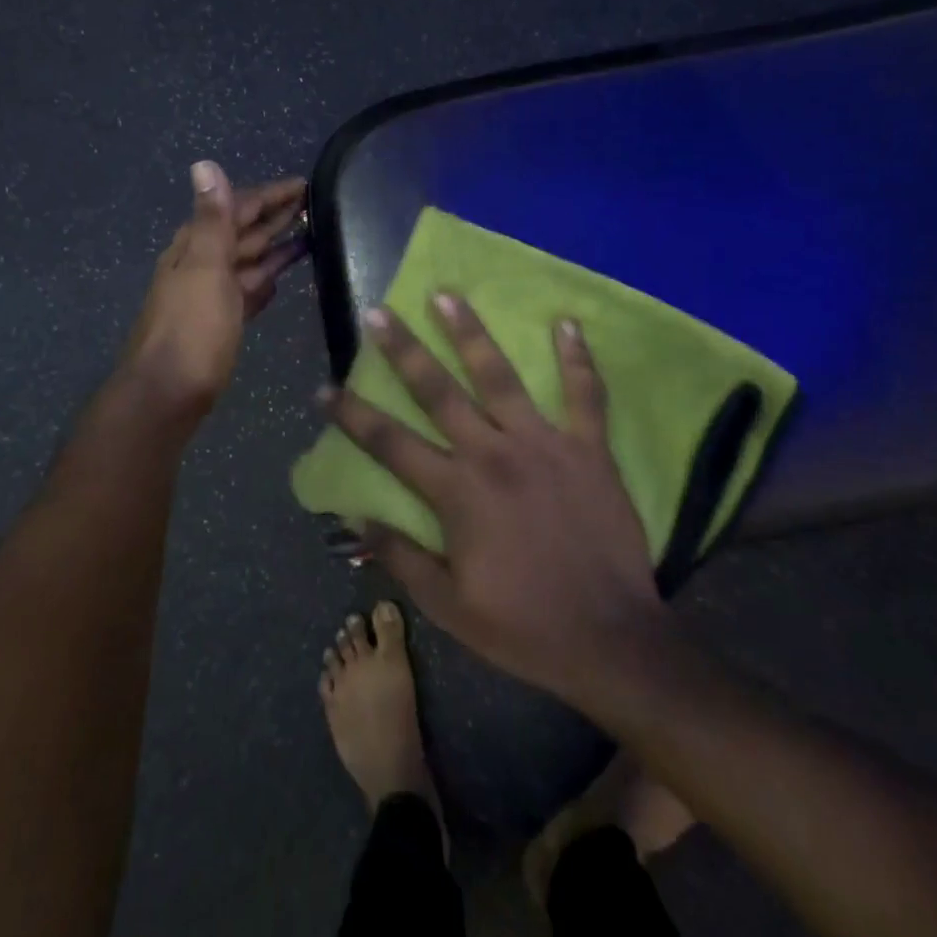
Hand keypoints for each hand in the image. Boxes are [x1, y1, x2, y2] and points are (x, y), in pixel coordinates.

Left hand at [123, 163, 306, 416]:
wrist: (167, 394)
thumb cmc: (191, 331)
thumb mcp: (205, 269)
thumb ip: (212, 220)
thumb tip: (204, 164)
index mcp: (196, 247)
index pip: (237, 209)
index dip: (269, 195)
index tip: (304, 184)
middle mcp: (201, 266)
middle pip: (243, 233)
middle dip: (274, 217)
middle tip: (313, 205)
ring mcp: (210, 296)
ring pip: (247, 262)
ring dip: (274, 247)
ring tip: (308, 236)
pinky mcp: (220, 324)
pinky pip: (246, 292)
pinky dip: (262, 282)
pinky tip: (278, 281)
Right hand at [322, 296, 661, 702]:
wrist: (611, 640)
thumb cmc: (523, 626)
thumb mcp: (448, 606)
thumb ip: (401, 557)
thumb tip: (356, 520)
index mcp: (457, 491)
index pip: (390, 443)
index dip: (352, 415)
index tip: (325, 389)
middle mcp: (494, 453)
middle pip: (438, 392)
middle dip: (403, 350)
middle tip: (379, 312)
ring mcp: (544, 444)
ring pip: (500, 376)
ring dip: (471, 334)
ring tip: (447, 296)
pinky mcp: (589, 448)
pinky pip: (585, 394)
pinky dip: (577, 358)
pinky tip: (567, 323)